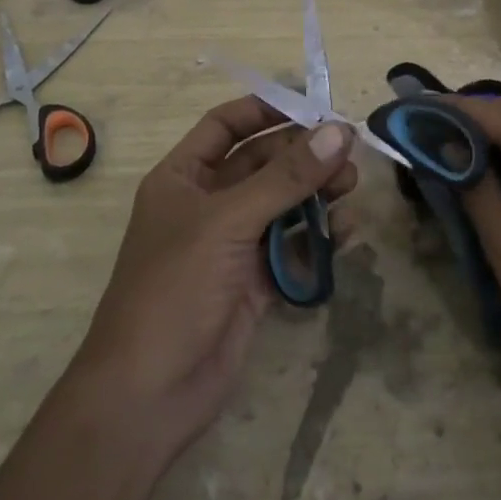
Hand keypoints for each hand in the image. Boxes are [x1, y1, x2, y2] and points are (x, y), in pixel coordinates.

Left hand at [72, 96, 356, 464]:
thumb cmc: (175, 289)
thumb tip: (339, 131)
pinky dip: (319, 237)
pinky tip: (347, 232)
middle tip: (348, 152)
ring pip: (282, 205)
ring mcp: (232, 245)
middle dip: (303, 155)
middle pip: (262, 164)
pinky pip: (292, 247)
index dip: (265, 110)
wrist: (149, 395)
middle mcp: (207, 204)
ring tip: (351, 187)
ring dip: (316, 193)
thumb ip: (286, 177)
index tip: (313, 104)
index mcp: (183, 177)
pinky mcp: (254, 283)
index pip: (225, 125)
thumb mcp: (228, 222)